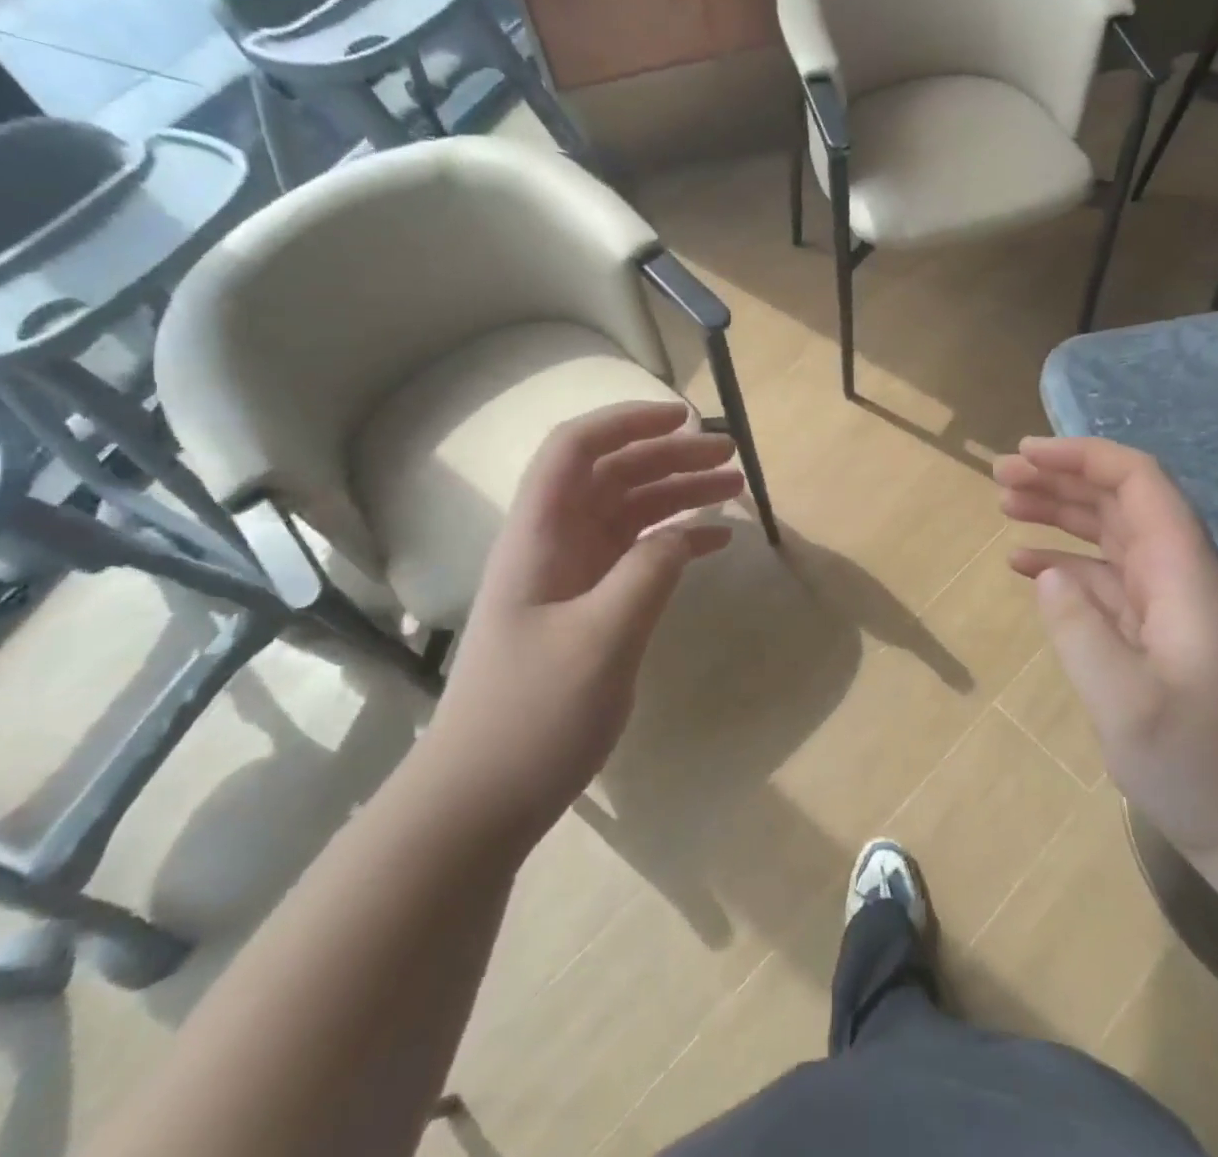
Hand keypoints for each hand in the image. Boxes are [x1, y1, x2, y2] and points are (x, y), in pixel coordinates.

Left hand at [423, 402, 739, 836]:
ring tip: (735, 487)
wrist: (481, 799)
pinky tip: (714, 542)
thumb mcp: (601, 640)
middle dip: (669, 457)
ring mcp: (570, 576)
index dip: (626, 422)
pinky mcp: (586, 607)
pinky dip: (674, 540)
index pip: (576, 450)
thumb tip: (686, 530)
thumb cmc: (532, 717)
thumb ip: (647, 573)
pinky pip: (636, 555)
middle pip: (612, 475)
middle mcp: (553, 544)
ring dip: (678, 495)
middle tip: (730, 457)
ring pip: (629, 512)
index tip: (683, 418)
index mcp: (539, 536)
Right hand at [995, 436, 1217, 867]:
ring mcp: (1169, 607)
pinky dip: (1065, 563)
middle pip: (1121, 501)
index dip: (1083, 457)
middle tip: (999, 477)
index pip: (1140, 483)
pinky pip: (1105, 579)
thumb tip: (1045, 571)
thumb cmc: (1203, 768)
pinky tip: (1027, 566)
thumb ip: (1081, 631)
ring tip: (1005, 504)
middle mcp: (1180, 577)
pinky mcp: (1157, 635)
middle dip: (1061, 477)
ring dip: (1060, 512)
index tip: (1026, 456)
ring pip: (1110, 535)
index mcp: (1185, 576)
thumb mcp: (1130, 706)